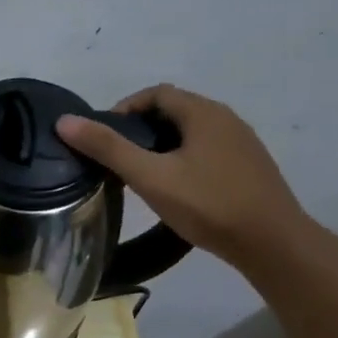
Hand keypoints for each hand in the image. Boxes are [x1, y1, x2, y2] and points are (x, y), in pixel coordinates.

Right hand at [55, 84, 313, 271]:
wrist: (273, 243)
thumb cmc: (208, 204)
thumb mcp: (150, 176)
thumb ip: (107, 148)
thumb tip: (65, 121)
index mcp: (203, 113)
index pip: (156, 93)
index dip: (125, 108)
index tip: (104, 137)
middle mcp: (226, 119)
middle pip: (174, 111)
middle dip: (141, 128)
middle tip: (117, 158)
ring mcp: (242, 143)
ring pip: (192, 133)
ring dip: (162, 145)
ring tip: (141, 175)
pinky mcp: (250, 167)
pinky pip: (208, 151)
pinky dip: (184, 159)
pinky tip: (177, 189)